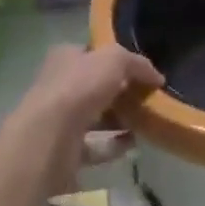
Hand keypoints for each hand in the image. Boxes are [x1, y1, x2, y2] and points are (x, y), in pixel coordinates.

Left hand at [5, 45, 163, 193]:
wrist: (48, 140)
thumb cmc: (79, 88)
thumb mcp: (115, 60)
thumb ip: (137, 63)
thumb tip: (157, 77)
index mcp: (65, 58)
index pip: (93, 54)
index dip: (116, 59)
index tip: (141, 70)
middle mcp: (60, 86)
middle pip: (96, 86)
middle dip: (121, 92)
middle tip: (148, 97)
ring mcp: (60, 120)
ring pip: (96, 117)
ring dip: (120, 120)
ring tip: (147, 120)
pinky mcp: (64, 151)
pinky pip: (95, 147)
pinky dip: (114, 146)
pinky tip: (134, 144)